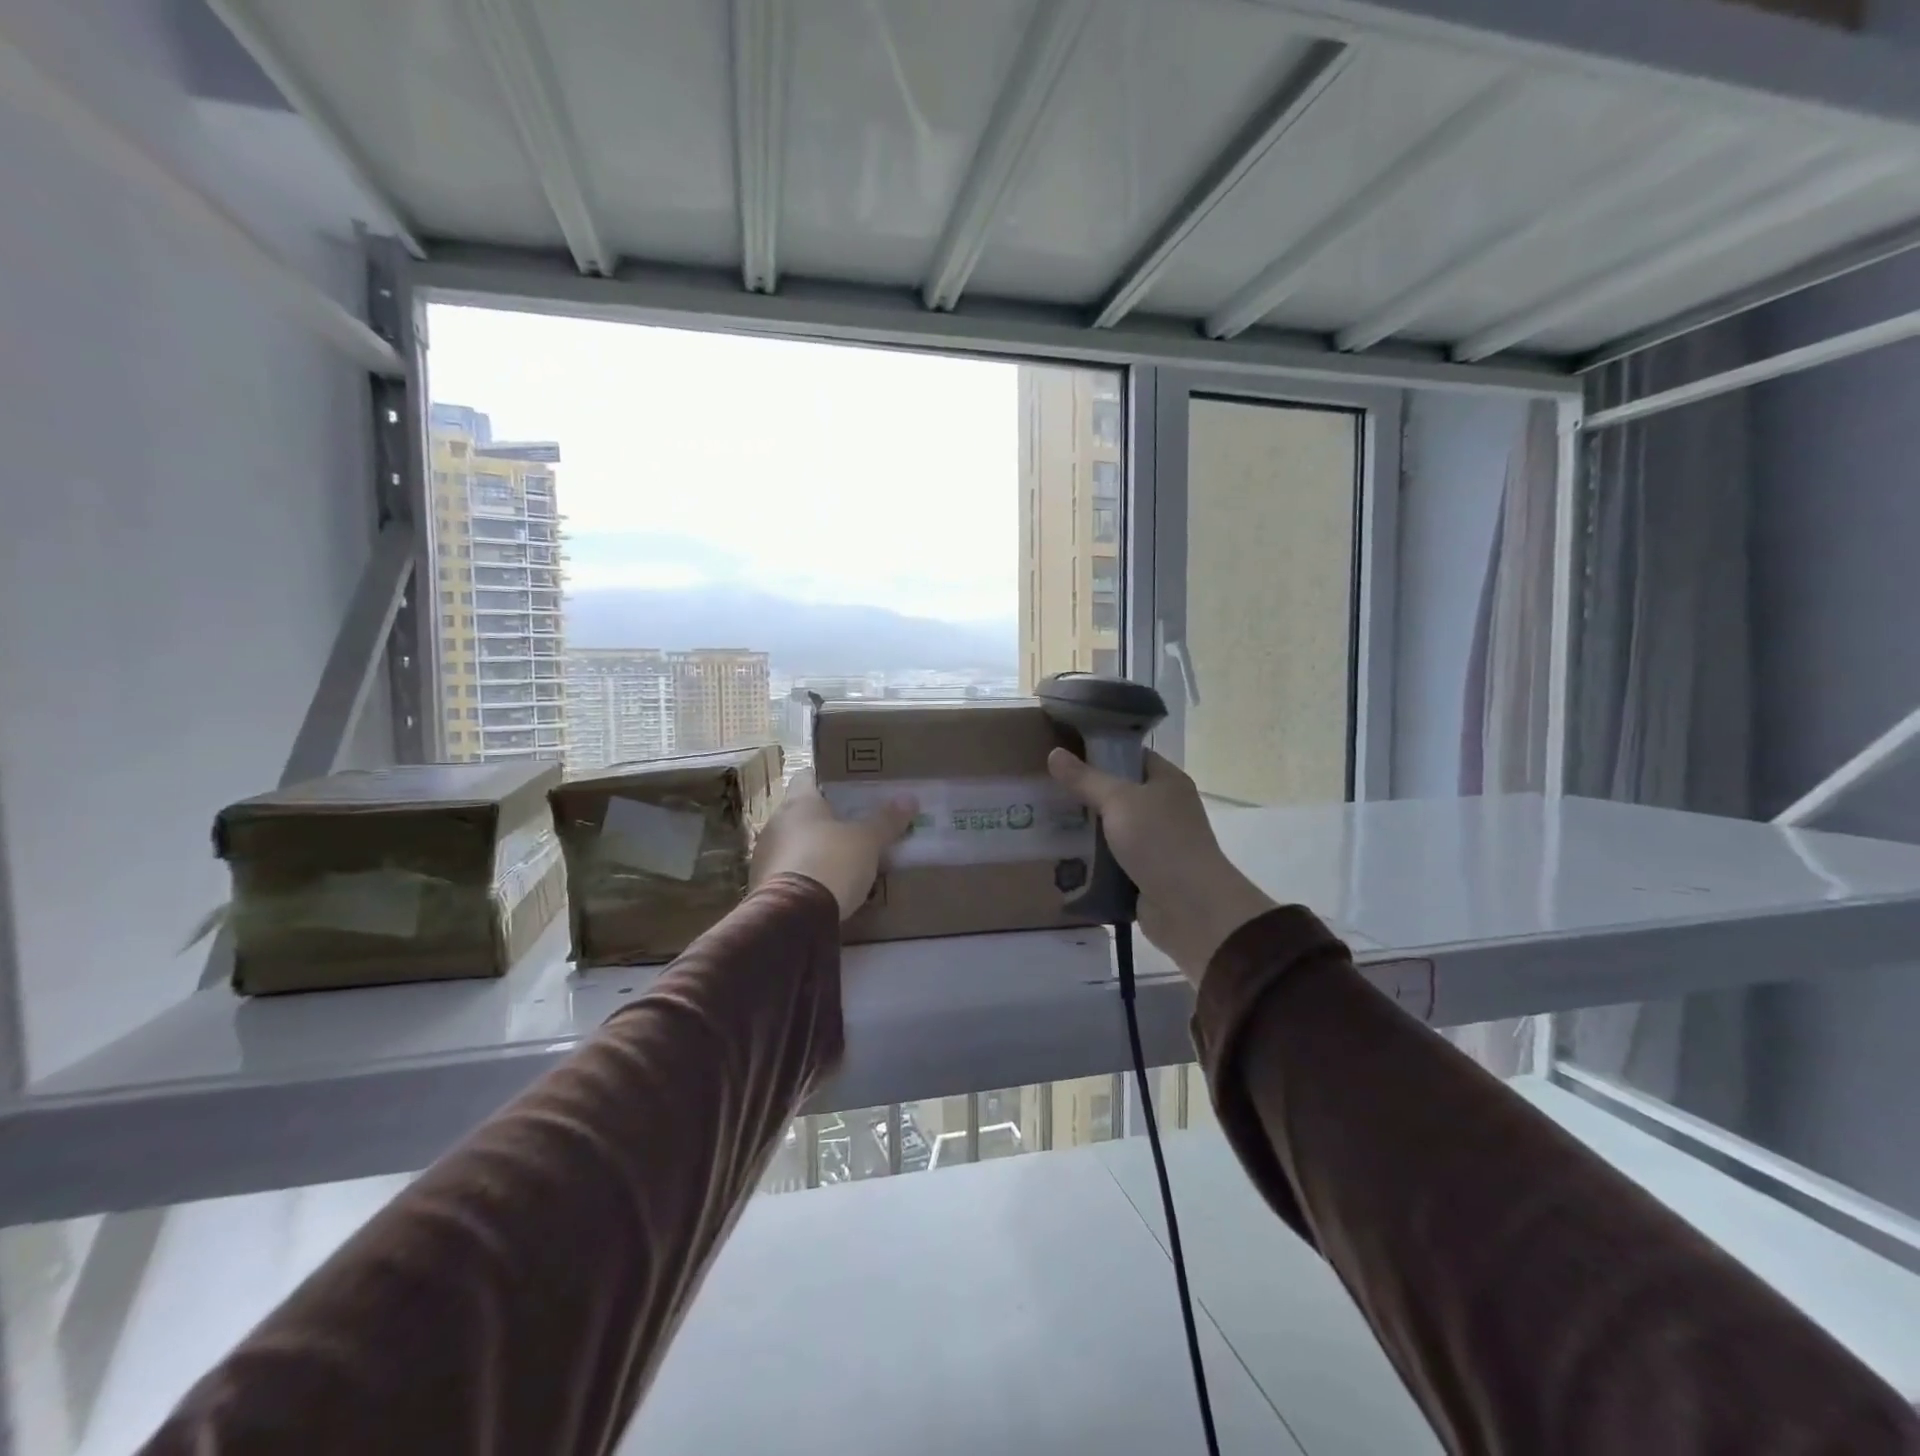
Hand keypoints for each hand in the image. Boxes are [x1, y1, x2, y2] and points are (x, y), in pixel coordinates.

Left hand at [751, 772, 916, 919]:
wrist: (794, 916)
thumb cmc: (832, 862)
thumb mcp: (867, 842)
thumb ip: (886, 821)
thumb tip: (909, 798)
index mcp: (799, 803)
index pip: (807, 776)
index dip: (826, 779)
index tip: (846, 786)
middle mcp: (776, 823)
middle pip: (800, 812)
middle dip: (824, 818)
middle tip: (853, 825)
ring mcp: (765, 855)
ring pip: (793, 842)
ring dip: (812, 848)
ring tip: (842, 859)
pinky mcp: (762, 885)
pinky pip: (787, 871)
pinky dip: (804, 874)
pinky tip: (824, 886)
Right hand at [1047, 748, 1275, 983]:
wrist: (1190, 907)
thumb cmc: (1160, 841)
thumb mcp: (1118, 801)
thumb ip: (1085, 779)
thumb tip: (1054, 754)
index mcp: (1167, 781)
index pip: (1132, 756)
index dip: (1101, 752)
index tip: (1065, 753)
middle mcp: (1164, 808)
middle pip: (1118, 793)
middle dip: (1085, 792)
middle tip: (1046, 788)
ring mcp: (1155, 842)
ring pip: (1112, 827)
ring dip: (1085, 828)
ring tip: (1045, 819)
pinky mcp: (1144, 872)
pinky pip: (1111, 858)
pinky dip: (1091, 858)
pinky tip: (1061, 854)